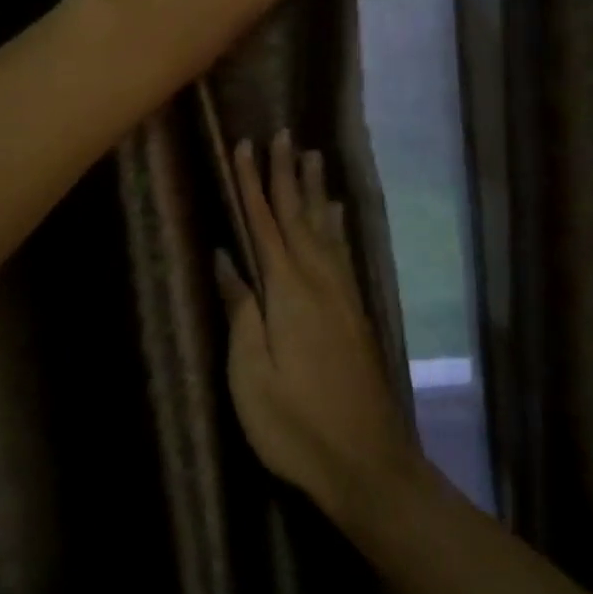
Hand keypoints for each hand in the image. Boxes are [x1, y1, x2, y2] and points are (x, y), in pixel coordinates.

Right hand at [215, 130, 422, 518]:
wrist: (367, 461)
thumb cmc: (296, 423)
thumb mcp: (251, 373)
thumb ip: (241, 310)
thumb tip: (225, 257)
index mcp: (288, 290)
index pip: (263, 223)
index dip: (251, 183)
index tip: (244, 145)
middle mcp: (319, 279)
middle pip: (298, 215)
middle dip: (286, 173)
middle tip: (282, 133)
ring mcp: (342, 294)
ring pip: (324, 227)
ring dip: (314, 189)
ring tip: (312, 155)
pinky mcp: (355, 311)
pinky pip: (342, 250)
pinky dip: (336, 223)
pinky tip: (337, 213)